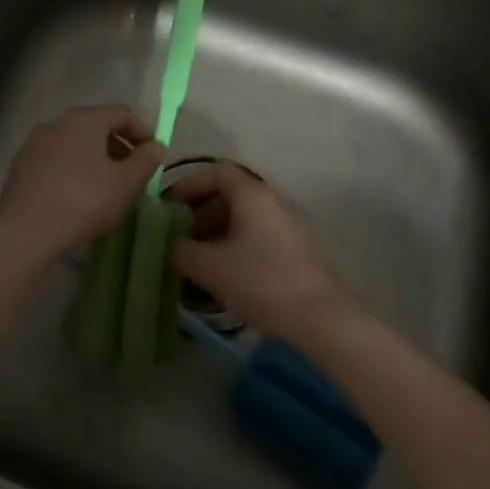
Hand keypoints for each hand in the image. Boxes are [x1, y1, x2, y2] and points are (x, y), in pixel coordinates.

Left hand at [0, 105, 165, 262]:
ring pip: (75, 143)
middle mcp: (58, 122)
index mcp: (85, 119)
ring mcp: (35, 143)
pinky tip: (76, 196)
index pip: (123, 113)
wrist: (25, 232)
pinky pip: (56, 159)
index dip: (143, 132)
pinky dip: (72, 169)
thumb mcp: (126, 183)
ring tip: (105, 187)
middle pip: (97, 126)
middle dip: (119, 147)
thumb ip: (146, 160)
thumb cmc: (84, 201)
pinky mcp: (21, 165)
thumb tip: (155, 146)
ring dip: (95, 159)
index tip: (152, 157)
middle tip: (131, 174)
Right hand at [167, 163, 356, 341]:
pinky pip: (259, 233)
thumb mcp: (210, 267)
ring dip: (218, 231)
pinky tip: (226, 273)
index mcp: (252, 193)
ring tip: (198, 259)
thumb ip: (182, 251)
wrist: (320, 316)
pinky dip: (237, 243)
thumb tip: (172, 245)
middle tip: (180, 237)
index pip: (216, 172)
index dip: (189, 185)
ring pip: (245, 216)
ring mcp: (289, 222)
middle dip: (201, 212)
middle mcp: (273, 199)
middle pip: (230, 193)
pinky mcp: (298, 247)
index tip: (169, 207)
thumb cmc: (261, 281)